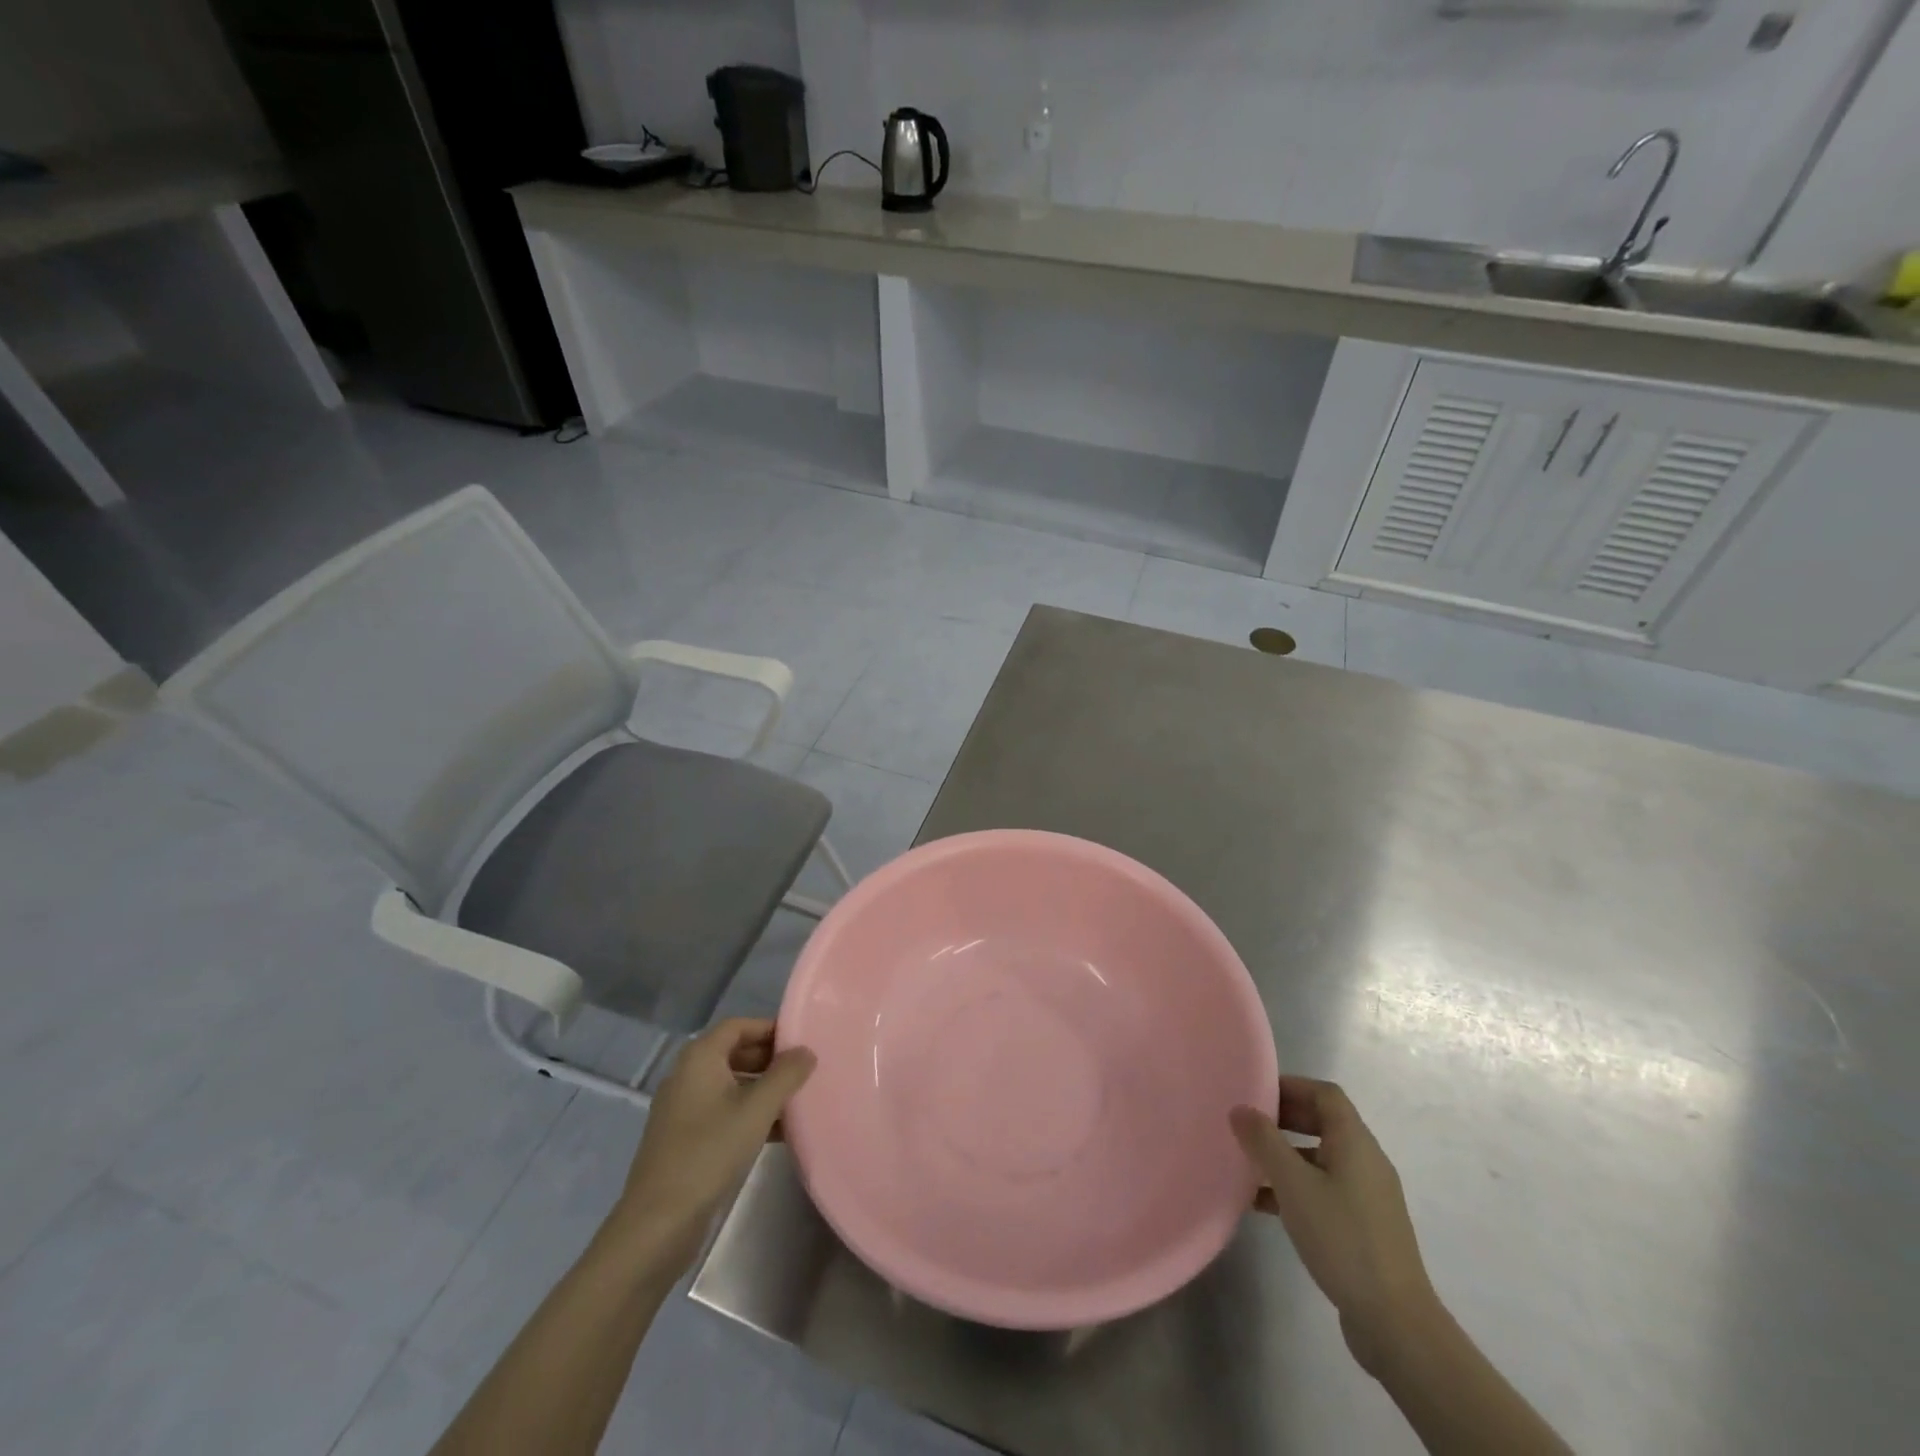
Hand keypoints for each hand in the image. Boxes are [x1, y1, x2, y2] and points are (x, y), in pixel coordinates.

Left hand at [613, 1018, 814, 1269]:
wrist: (658, 1224)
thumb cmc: (709, 1153)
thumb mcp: (757, 1110)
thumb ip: (786, 1075)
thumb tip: (807, 1051)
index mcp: (699, 1058)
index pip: (739, 1026)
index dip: (770, 1029)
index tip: (801, 1042)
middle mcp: (687, 1075)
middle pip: (734, 1052)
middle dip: (769, 1059)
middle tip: (803, 1071)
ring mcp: (683, 1108)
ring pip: (730, 1084)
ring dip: (762, 1089)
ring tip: (797, 1101)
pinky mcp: (684, 1138)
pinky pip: (722, 1111)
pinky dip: (748, 1113)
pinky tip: (777, 1133)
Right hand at [1232, 1077, 1436, 1375]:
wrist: (1395, 1322)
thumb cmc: (1342, 1238)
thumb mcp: (1293, 1184)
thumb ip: (1263, 1142)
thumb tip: (1240, 1109)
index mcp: (1355, 1142)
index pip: (1325, 1094)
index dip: (1291, 1086)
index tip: (1255, 1093)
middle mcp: (1367, 1161)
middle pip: (1323, 1122)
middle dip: (1284, 1119)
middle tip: (1247, 1125)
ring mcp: (1368, 1196)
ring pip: (1321, 1158)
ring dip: (1286, 1155)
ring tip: (1249, 1164)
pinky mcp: (1364, 1226)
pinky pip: (1325, 1189)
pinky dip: (1296, 1186)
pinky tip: (1264, 1204)